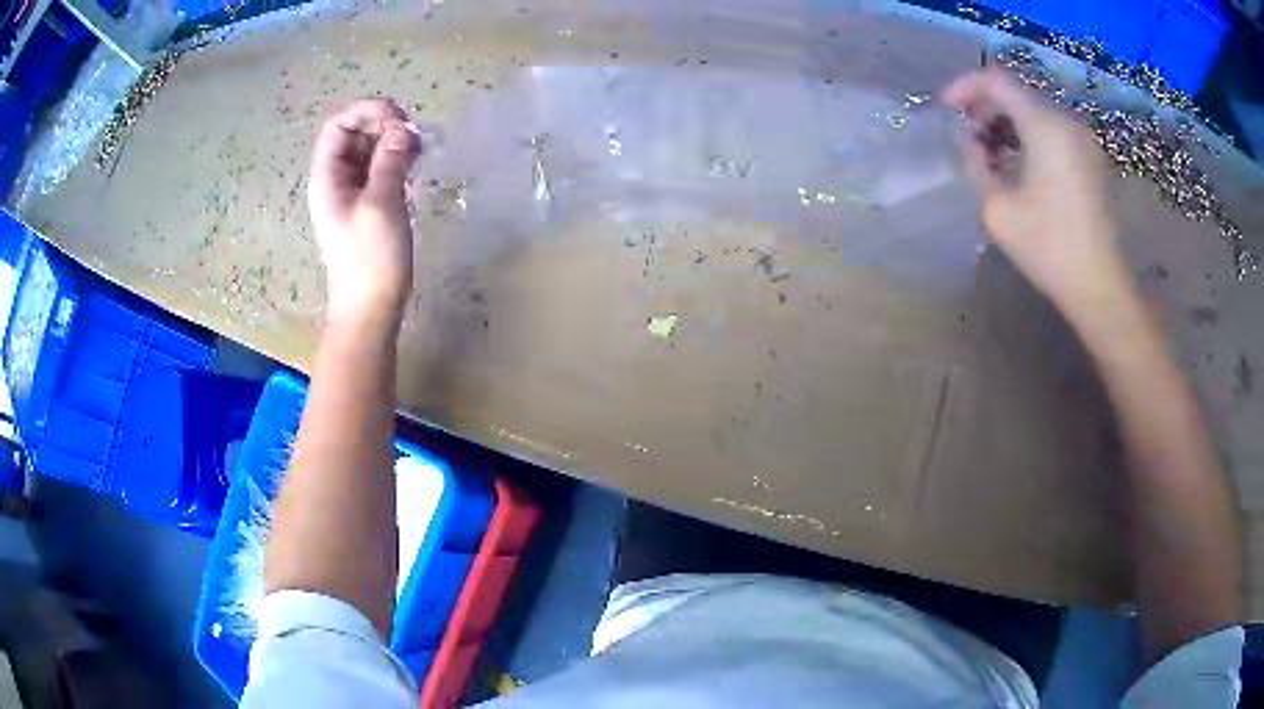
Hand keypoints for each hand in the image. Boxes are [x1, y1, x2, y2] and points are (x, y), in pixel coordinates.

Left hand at [308, 99, 421, 326]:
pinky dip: (397, 158)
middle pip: (354, 133)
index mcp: (327, 177)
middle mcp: (336, 179)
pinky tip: (416, 161)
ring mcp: (352, 192)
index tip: (399, 117)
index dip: (366, 112)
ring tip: (419, 146)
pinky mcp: (370, 203)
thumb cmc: (370, 259)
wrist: (370, 307)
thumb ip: (390, 161)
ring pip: (369, 149)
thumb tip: (404, 128)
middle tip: (413, 133)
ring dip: (393, 140)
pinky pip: (380, 167)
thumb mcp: (381, 205)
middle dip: (383, 124)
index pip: (338, 126)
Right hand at [942, 69, 1132, 318]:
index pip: (996, 81)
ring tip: (990, 152)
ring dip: (1007, 122)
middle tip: (967, 135)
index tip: (946, 108)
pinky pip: (1052, 129)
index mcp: (1044, 125)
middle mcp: (1066, 121)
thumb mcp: (997, 208)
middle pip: (1017, 93)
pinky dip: (1028, 135)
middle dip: (986, 107)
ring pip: (1034, 110)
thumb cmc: (1047, 247)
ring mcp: (1082, 139)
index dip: (965, 87)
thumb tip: (971, 142)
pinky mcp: (1090, 157)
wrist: (1098, 285)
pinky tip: (1018, 162)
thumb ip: (976, 164)